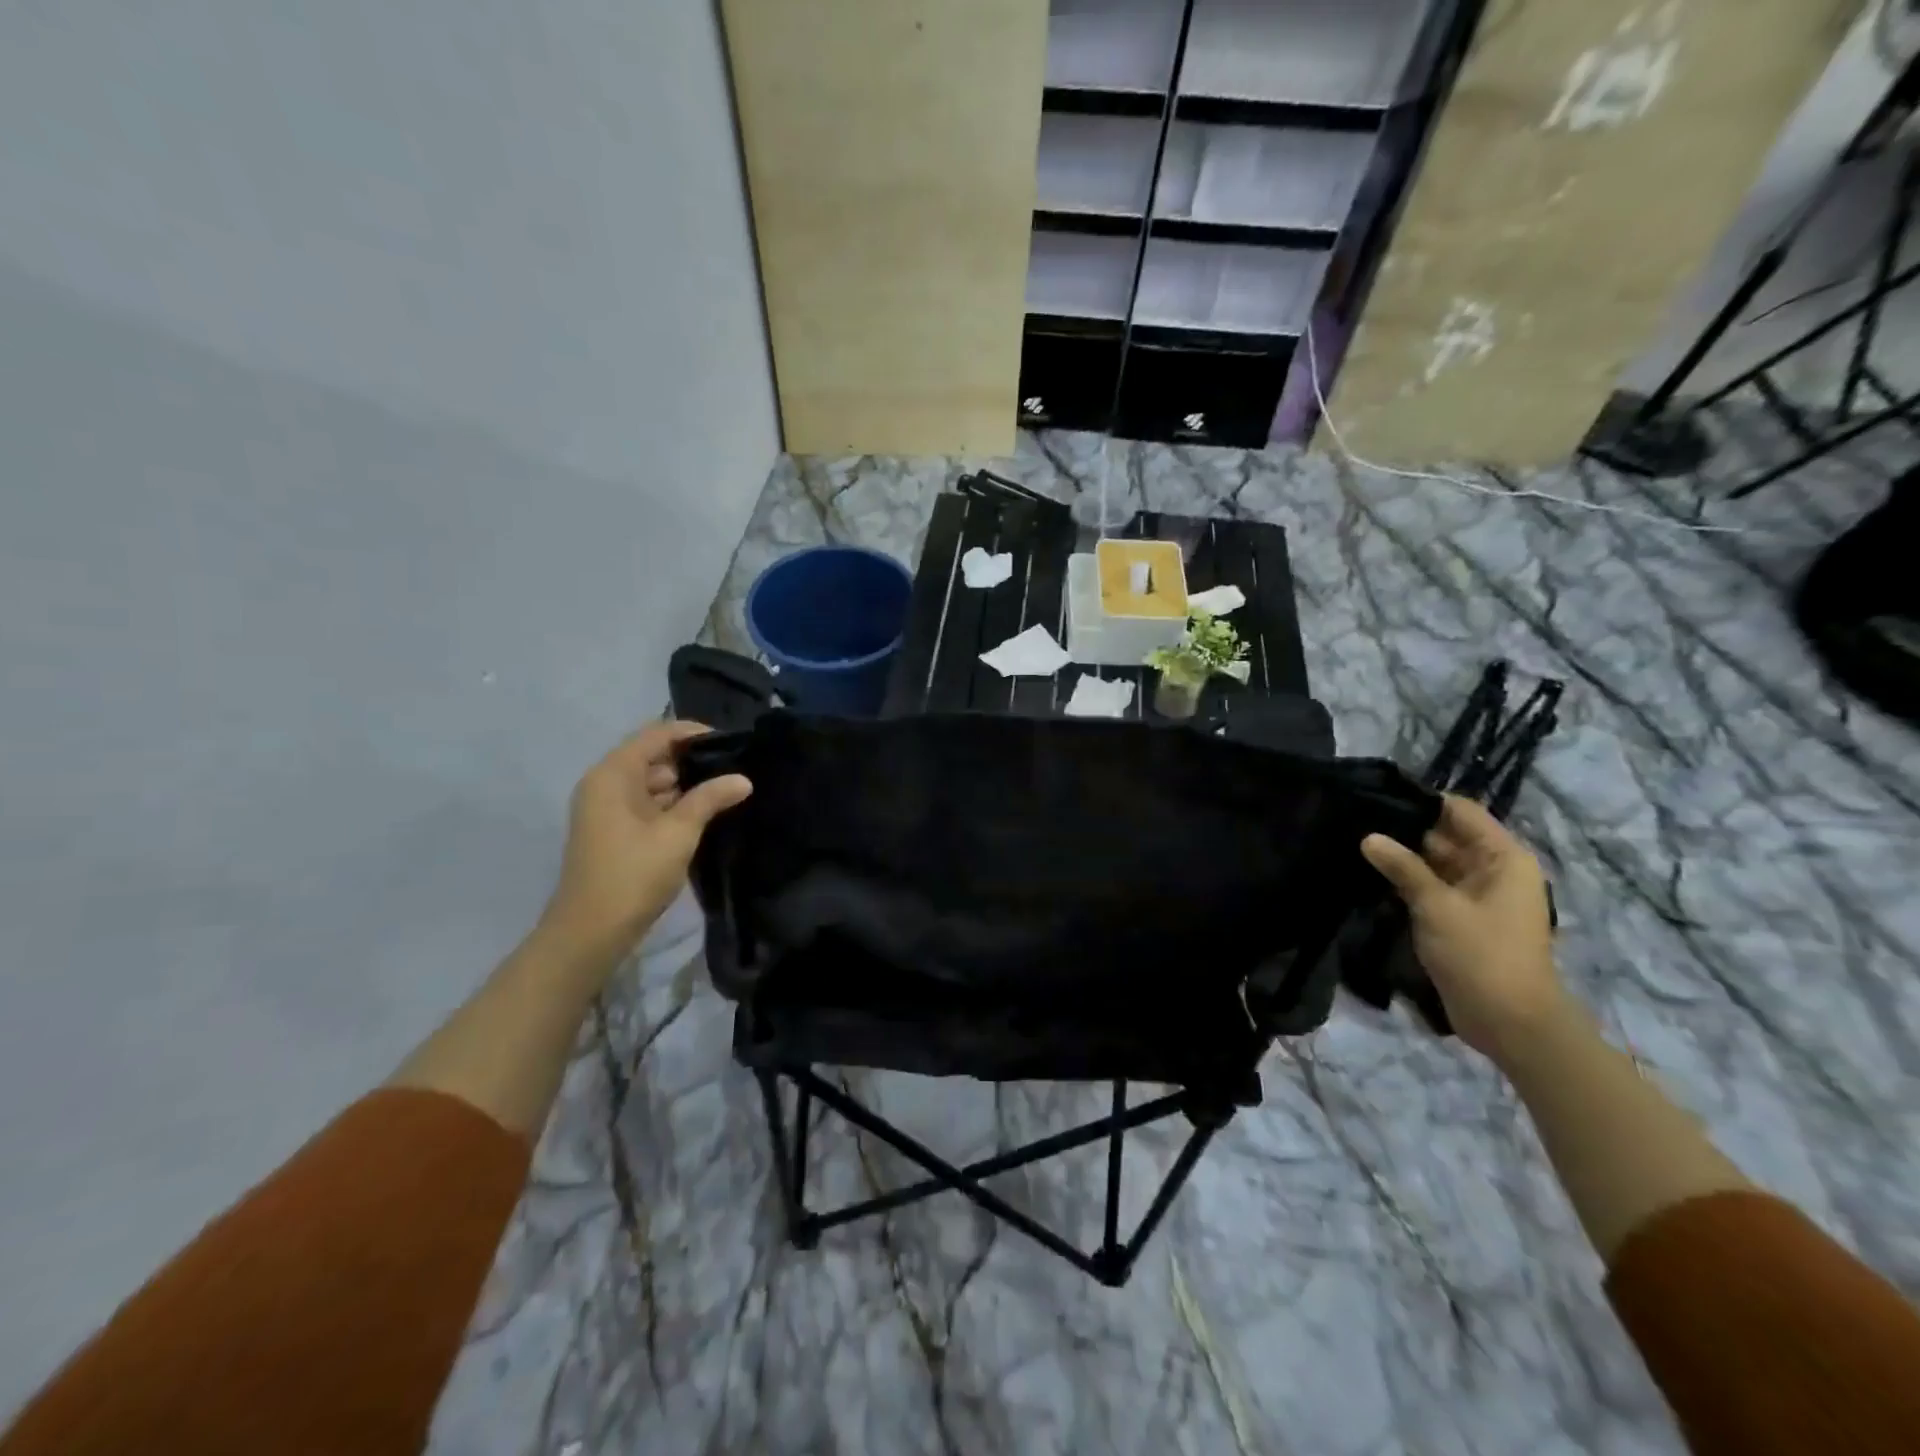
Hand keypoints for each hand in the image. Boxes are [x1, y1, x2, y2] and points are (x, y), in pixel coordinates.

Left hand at [536, 721, 751, 967]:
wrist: (590, 932)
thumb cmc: (633, 874)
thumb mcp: (678, 833)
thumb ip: (710, 799)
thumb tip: (743, 779)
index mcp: (613, 774)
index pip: (657, 734)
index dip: (694, 733)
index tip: (731, 743)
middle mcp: (604, 783)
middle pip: (653, 755)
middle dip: (692, 761)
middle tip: (734, 769)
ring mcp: (605, 808)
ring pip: (651, 781)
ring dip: (684, 785)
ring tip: (725, 790)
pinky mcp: (612, 830)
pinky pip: (645, 803)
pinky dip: (671, 804)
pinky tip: (702, 813)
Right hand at [1360, 795, 1566, 1063]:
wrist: (1510, 1022)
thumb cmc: (1481, 955)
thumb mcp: (1437, 906)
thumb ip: (1402, 868)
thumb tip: (1369, 837)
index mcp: (1503, 858)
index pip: (1460, 812)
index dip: (1422, 801)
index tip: (1377, 796)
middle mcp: (1494, 870)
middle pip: (1446, 835)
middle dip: (1405, 829)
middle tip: (1355, 819)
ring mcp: (1478, 896)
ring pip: (1436, 862)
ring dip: (1403, 856)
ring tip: (1355, 842)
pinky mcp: (1462, 917)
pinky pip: (1433, 887)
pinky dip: (1408, 880)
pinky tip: (1370, 874)